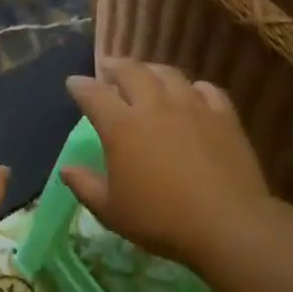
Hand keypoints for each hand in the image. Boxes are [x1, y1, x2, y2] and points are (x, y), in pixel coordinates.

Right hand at [61, 60, 271, 271]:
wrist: (226, 225)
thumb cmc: (160, 220)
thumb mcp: (111, 211)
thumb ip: (85, 186)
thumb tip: (66, 169)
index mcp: (121, 127)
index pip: (94, 94)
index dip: (80, 86)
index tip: (74, 82)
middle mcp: (154, 106)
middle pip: (131, 72)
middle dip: (115, 66)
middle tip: (108, 67)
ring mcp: (192, 107)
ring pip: (168, 74)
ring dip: (151, 70)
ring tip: (146, 73)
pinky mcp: (223, 116)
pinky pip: (206, 90)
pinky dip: (193, 87)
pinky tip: (192, 92)